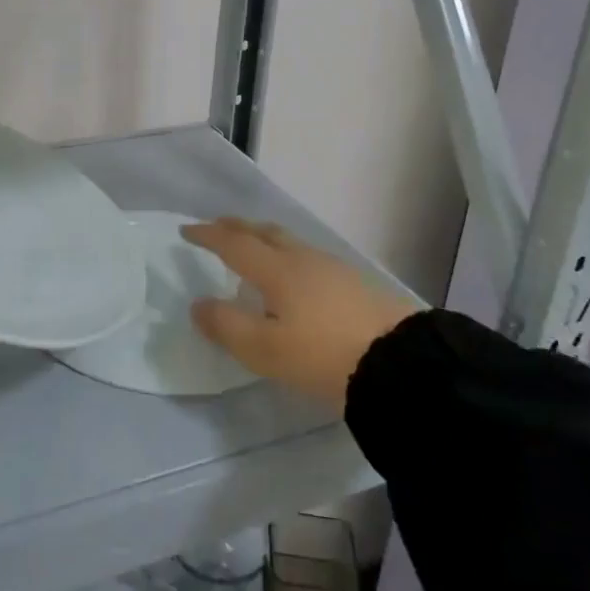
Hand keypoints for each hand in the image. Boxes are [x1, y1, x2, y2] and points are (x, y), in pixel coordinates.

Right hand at [183, 218, 420, 410]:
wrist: (403, 363)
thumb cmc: (323, 355)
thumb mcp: (265, 350)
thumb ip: (226, 326)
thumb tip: (198, 304)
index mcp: (277, 270)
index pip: (233, 244)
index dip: (207, 235)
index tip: (186, 231)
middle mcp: (303, 259)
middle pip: (263, 232)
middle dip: (236, 227)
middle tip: (217, 227)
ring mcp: (333, 268)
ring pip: (289, 242)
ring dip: (263, 239)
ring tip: (252, 250)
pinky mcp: (355, 283)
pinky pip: (307, 257)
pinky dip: (286, 255)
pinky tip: (293, 277)